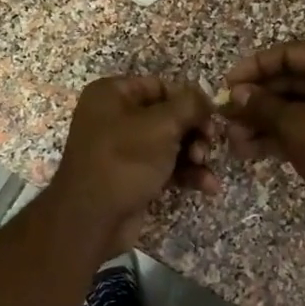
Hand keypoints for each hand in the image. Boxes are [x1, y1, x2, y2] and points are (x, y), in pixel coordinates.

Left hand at [45, 75, 217, 254]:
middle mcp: (114, 117)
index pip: (160, 86)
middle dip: (194, 131)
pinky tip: (208, 186)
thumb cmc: (124, 161)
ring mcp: (123, 149)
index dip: (188, 100)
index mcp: (111, 94)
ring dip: (195, 154)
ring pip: (170, 143)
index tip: (212, 116)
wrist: (92, 219)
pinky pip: (165, 167)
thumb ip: (189, 105)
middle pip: (168, 116)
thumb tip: (206, 99)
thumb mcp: (161, 125)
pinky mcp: (132, 176)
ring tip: (206, 167)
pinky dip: (186, 174)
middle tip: (210, 144)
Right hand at [220, 42, 304, 218]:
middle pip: (292, 82)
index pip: (291, 54)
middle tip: (226, 115)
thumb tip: (237, 93)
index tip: (228, 84)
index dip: (256, 67)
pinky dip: (279, 136)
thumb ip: (262, 105)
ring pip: (295, 108)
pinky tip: (248, 149)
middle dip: (256, 101)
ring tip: (233, 138)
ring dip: (263, 121)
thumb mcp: (295, 124)